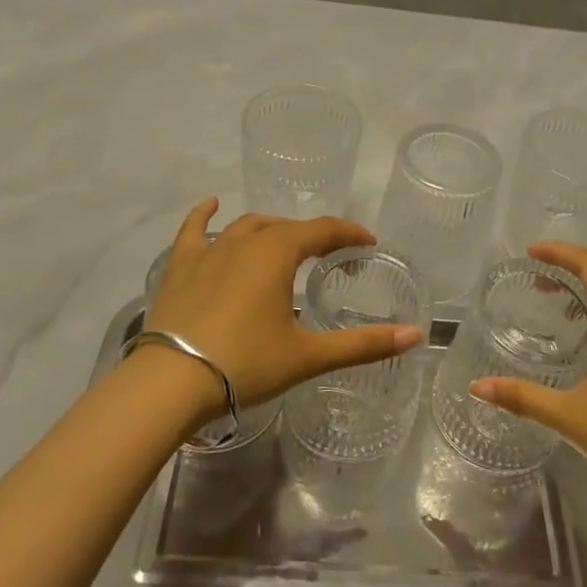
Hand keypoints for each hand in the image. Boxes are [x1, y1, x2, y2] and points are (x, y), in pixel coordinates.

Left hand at [146, 198, 424, 409]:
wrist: (171, 382)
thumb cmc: (246, 364)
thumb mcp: (308, 355)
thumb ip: (363, 344)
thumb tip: (415, 336)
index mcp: (278, 253)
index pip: (323, 230)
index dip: (349, 233)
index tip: (367, 243)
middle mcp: (244, 240)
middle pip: (286, 227)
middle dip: (313, 236)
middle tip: (330, 257)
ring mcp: (208, 250)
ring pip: (247, 225)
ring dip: (271, 230)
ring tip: (285, 244)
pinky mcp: (181, 266)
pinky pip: (194, 229)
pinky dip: (204, 214)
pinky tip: (211, 204)